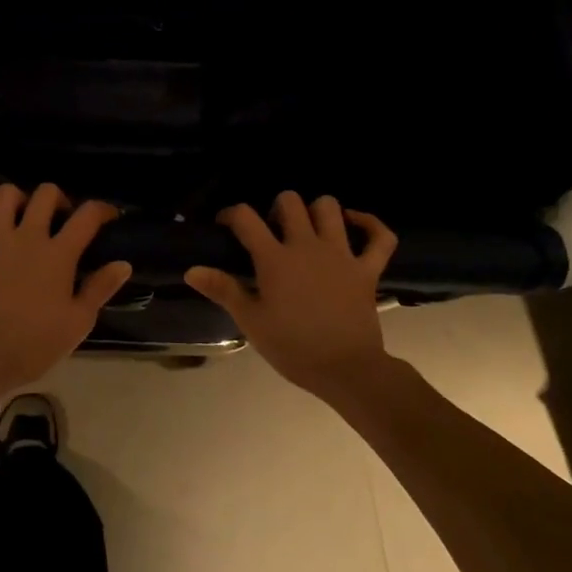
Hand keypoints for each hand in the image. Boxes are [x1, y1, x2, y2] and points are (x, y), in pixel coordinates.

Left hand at [0, 183, 132, 398]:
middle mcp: (26, 237)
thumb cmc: (34, 344)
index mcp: (58, 254)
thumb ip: (101, 288)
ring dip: (18, 199)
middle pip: (45, 194)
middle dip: (59, 199)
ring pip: (4, 195)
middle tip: (61, 218)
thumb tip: (123, 264)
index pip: (87, 215)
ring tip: (24, 216)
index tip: (108, 216)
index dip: (103, 209)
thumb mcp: (78, 323)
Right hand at [184, 192, 397, 395]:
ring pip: (330, 208)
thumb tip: (192, 270)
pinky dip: (370, 225)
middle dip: (276, 208)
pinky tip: (355, 223)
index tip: (226, 225)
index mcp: (275, 259)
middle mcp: (307, 246)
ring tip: (308, 228)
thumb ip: (223, 290)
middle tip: (271, 231)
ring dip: (316, 210)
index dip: (232, 214)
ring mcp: (341, 254)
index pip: (246, 218)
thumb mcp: (251, 321)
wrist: (345, 369)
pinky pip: (380, 237)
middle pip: (290, 202)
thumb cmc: (292, 347)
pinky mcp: (367, 269)